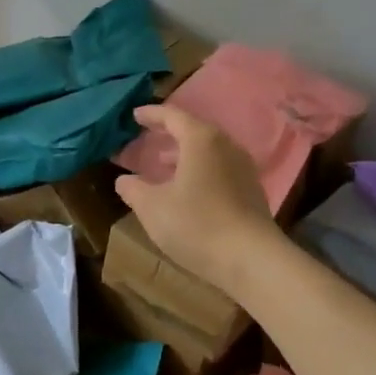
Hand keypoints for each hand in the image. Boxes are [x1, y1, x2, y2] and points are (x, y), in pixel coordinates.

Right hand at [114, 104, 280, 295]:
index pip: (173, 116)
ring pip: (208, 151)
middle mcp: (226, 146)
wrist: (251, 259)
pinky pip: (219, 168)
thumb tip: (124, 180)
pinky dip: (199, 169)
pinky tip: (187, 189)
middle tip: (148, 136)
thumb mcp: (152, 207)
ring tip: (163, 163)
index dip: (152, 114)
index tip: (134, 115)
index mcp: (201, 140)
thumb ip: (133, 189)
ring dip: (184, 154)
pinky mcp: (251, 190)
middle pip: (194, 130)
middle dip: (169, 133)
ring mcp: (243, 168)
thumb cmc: (196, 224)